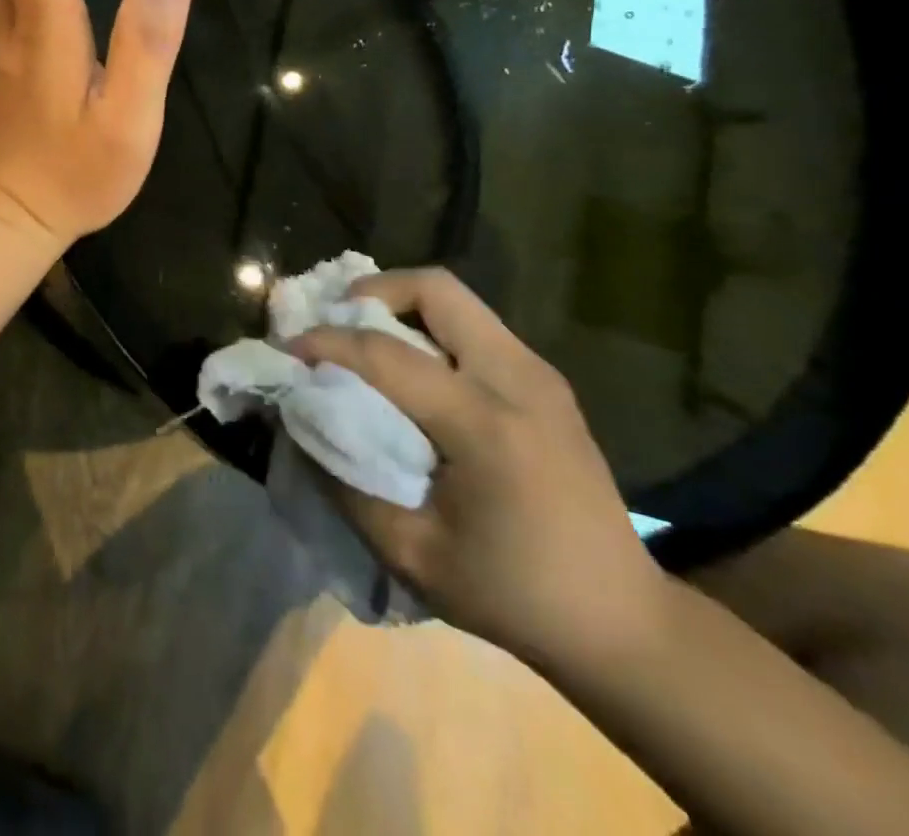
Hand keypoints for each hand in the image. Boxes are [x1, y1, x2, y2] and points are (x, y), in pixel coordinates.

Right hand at [291, 268, 668, 667]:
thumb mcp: (411, 552)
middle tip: (337, 325)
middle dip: (373, 292)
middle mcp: (518, 380)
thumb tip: (302, 418)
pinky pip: (472, 325)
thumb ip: (345, 479)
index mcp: (486, 425)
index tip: (287, 350)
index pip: (387, 353)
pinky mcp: (544, 380)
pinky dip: (428, 327)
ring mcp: (538, 374)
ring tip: (365, 342)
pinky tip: (409, 369)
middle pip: (435, 289)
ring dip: (400, 306)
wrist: (621, 620)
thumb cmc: (511, 593)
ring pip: (456, 300)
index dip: (326, 343)